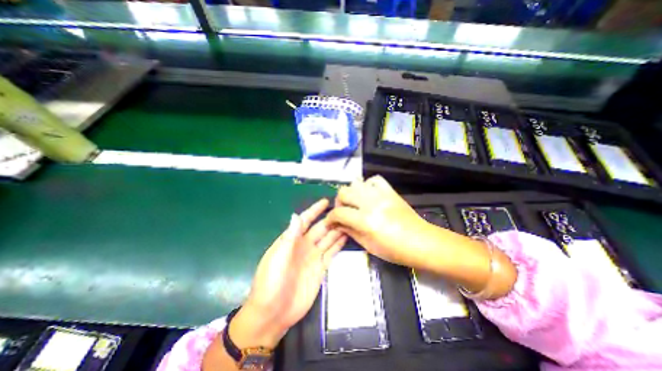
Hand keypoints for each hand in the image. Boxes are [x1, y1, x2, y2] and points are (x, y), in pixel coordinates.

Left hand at [231, 198, 345, 348]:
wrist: (273, 313)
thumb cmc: (270, 282)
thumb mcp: (277, 257)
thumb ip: (289, 237)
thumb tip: (296, 215)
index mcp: (291, 240)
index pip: (305, 221)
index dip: (314, 210)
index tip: (325, 201)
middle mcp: (304, 245)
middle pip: (320, 228)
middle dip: (330, 219)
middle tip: (344, 211)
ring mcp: (313, 257)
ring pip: (328, 239)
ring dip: (337, 230)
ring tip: (350, 221)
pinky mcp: (320, 268)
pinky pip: (331, 253)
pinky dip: (339, 245)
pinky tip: (347, 237)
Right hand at [325, 176, 429, 267]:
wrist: (421, 242)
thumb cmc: (394, 250)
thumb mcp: (368, 245)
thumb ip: (349, 232)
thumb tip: (337, 224)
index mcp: (365, 221)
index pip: (339, 213)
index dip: (330, 218)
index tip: (330, 222)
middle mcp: (371, 203)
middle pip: (344, 192)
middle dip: (338, 202)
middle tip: (342, 212)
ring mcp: (381, 194)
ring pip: (356, 182)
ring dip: (351, 193)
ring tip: (355, 203)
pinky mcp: (390, 191)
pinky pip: (374, 179)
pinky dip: (367, 185)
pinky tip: (369, 195)